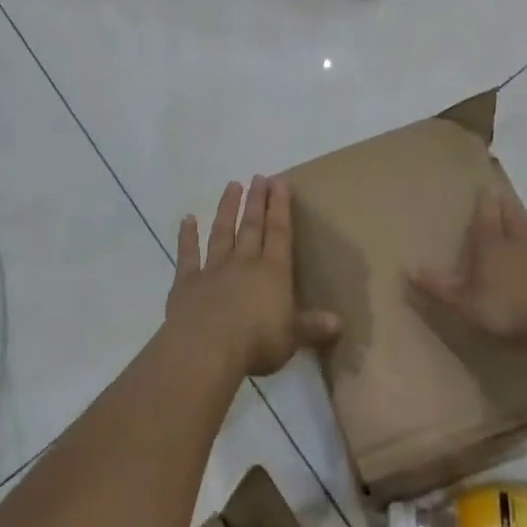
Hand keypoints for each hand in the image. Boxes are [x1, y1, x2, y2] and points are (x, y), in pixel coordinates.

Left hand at [167, 176, 340, 378]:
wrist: (206, 349)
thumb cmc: (256, 344)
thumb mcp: (292, 339)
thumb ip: (313, 327)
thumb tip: (339, 323)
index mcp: (273, 272)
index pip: (279, 233)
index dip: (280, 207)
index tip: (279, 182)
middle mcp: (244, 263)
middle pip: (252, 225)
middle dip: (257, 200)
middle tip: (259, 176)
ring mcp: (213, 269)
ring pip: (222, 232)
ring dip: (227, 209)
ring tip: (232, 185)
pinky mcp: (187, 282)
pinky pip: (188, 255)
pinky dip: (187, 236)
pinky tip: (187, 219)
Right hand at [408, 187, 526, 350]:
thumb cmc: (511, 308)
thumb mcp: (467, 304)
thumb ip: (440, 289)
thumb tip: (409, 271)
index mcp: (492, 244)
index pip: (486, 216)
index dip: (483, 202)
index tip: (483, 188)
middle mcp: (519, 240)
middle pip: (511, 215)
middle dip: (504, 205)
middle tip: (500, 194)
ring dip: (525, 222)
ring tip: (521, 218)